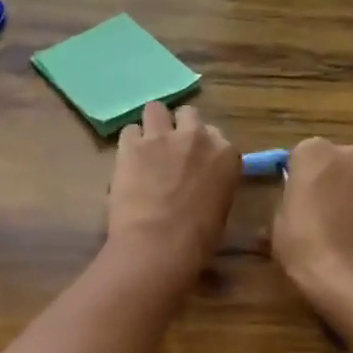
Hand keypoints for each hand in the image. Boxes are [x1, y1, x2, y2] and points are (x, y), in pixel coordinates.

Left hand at [107, 103, 238, 281]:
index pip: (215, 135)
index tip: (193, 161)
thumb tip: (199, 185)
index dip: (201, 147)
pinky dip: (128, 143)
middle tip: (169, 150)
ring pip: (156, 109)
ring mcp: (163, 136)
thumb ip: (213, 183)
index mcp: (226, 154)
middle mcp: (197, 136)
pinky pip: (129, 130)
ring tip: (145, 146)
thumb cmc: (198, 239)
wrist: (160, 243)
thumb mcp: (220, 207)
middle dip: (179, 128)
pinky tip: (126, 160)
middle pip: (188, 114)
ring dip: (152, 125)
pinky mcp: (132, 144)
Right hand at [272, 138, 352, 324]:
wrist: (352, 282)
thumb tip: (298, 199)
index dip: (299, 176)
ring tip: (344, 228)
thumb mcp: (278, 220)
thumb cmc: (303, 246)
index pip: (302, 154)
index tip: (295, 197)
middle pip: (337, 162)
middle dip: (330, 179)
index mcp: (315, 152)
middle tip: (319, 210)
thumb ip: (290, 197)